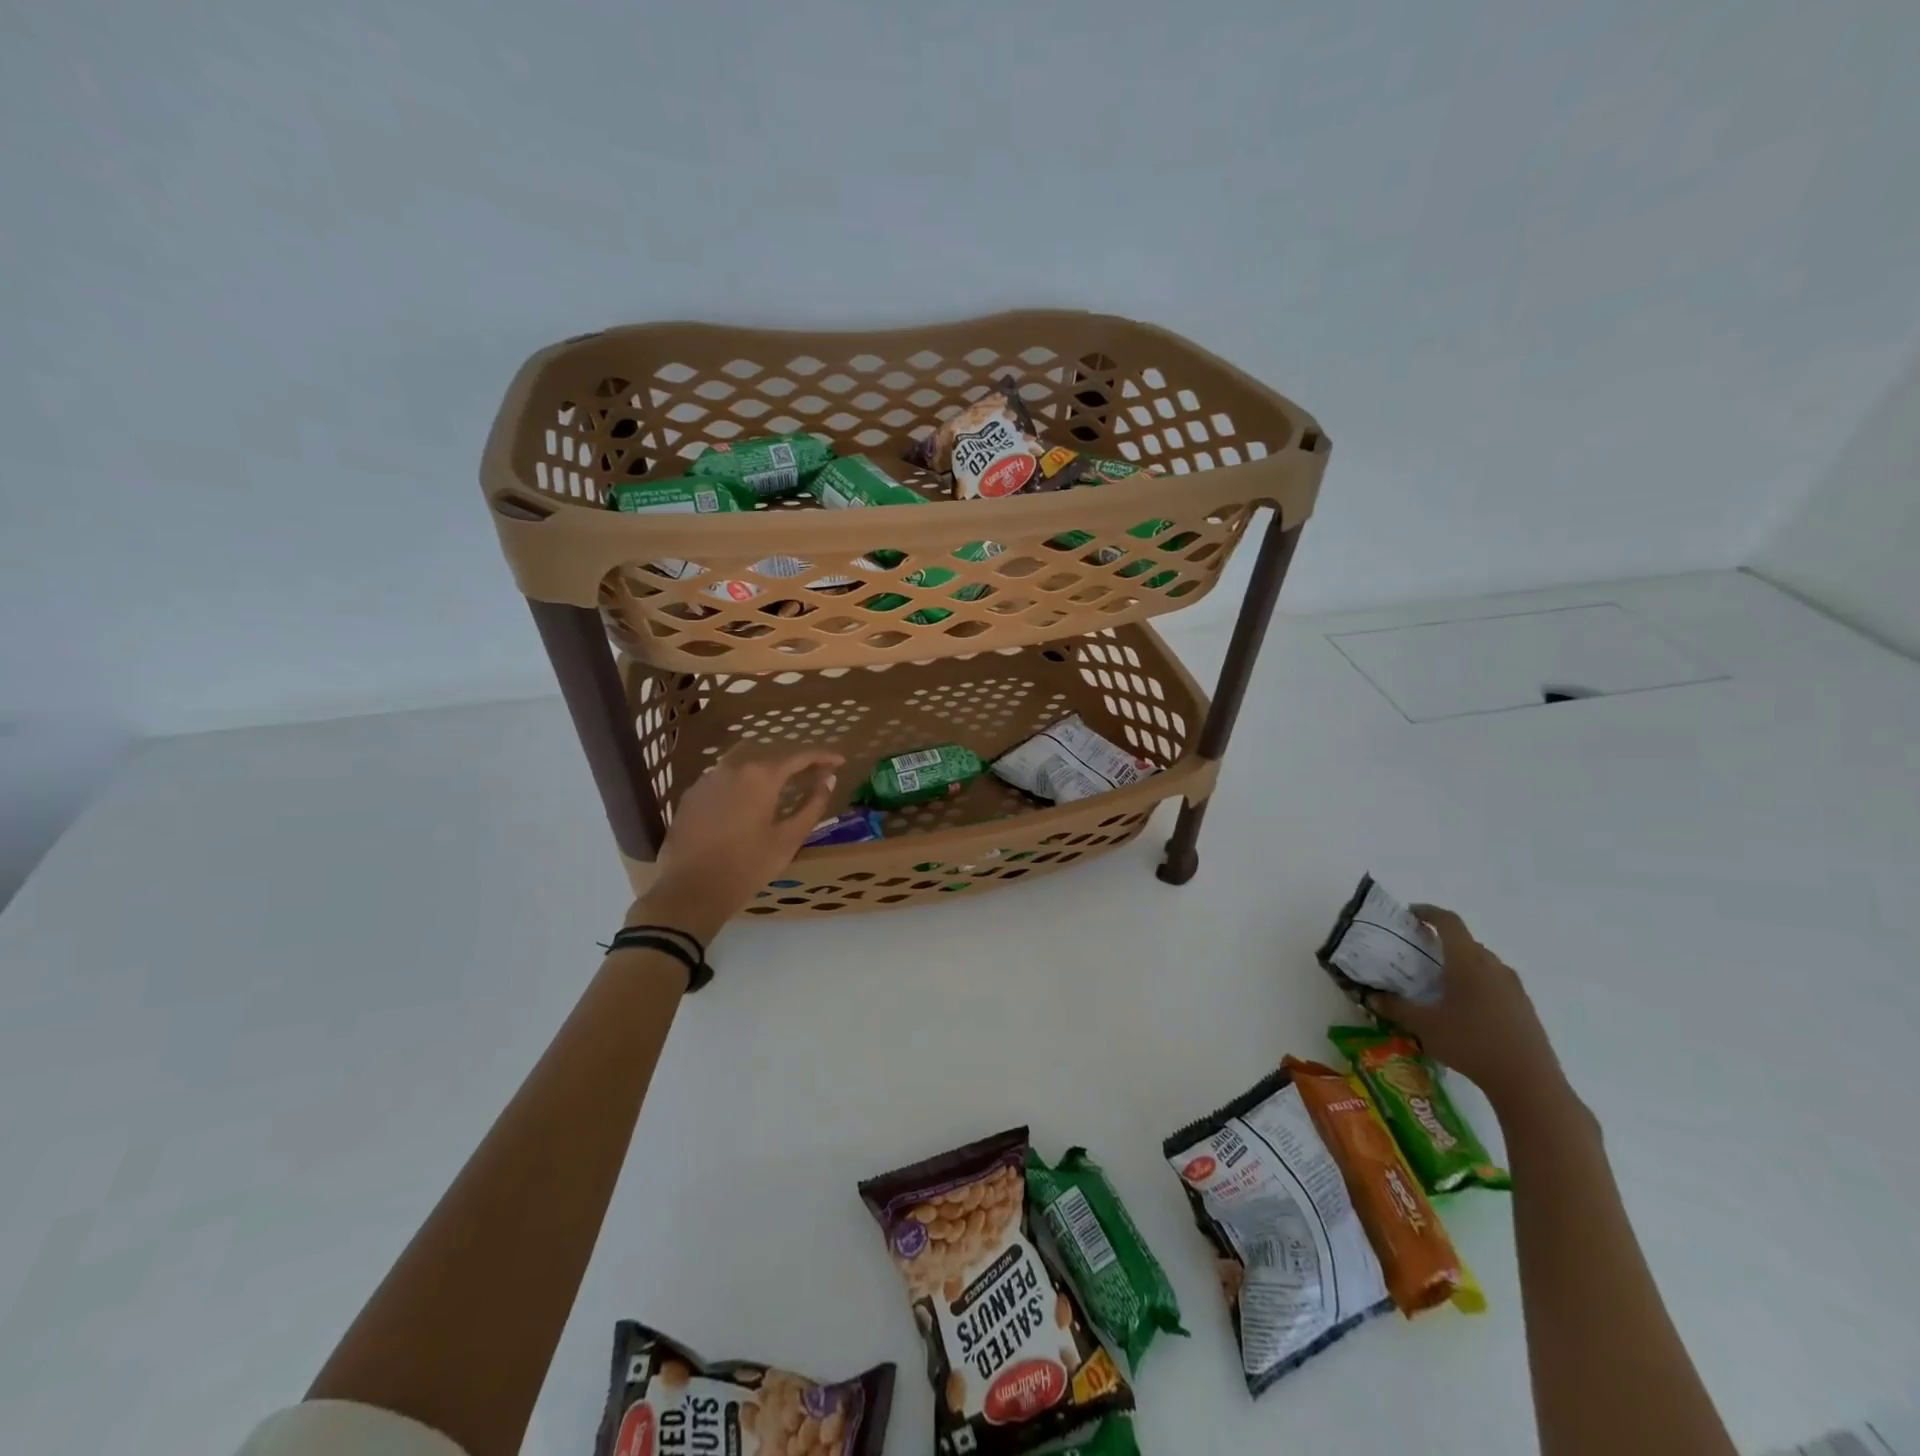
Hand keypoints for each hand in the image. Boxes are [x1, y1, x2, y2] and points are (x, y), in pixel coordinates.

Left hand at [631, 746, 843, 940]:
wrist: (690, 890)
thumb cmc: (747, 866)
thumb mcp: (788, 839)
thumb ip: (812, 805)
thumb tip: (828, 780)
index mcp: (761, 775)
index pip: (799, 756)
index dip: (823, 756)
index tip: (839, 761)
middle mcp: (733, 767)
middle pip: (771, 754)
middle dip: (795, 761)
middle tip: (814, 774)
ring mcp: (708, 778)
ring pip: (745, 762)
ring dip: (767, 769)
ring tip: (782, 785)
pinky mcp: (691, 794)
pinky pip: (724, 777)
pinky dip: (743, 781)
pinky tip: (748, 799)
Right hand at [1365, 905, 1568, 1113]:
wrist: (1529, 1083)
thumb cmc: (1472, 1044)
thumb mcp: (1424, 1026)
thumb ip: (1395, 1007)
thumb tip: (1371, 996)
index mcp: (1468, 962)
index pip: (1449, 922)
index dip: (1429, 912)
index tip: (1410, 913)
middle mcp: (1493, 967)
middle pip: (1467, 942)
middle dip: (1442, 941)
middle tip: (1419, 953)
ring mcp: (1514, 987)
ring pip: (1483, 962)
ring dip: (1461, 963)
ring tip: (1440, 983)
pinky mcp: (1524, 1007)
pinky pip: (1496, 981)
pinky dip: (1477, 982)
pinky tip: (1465, 1008)